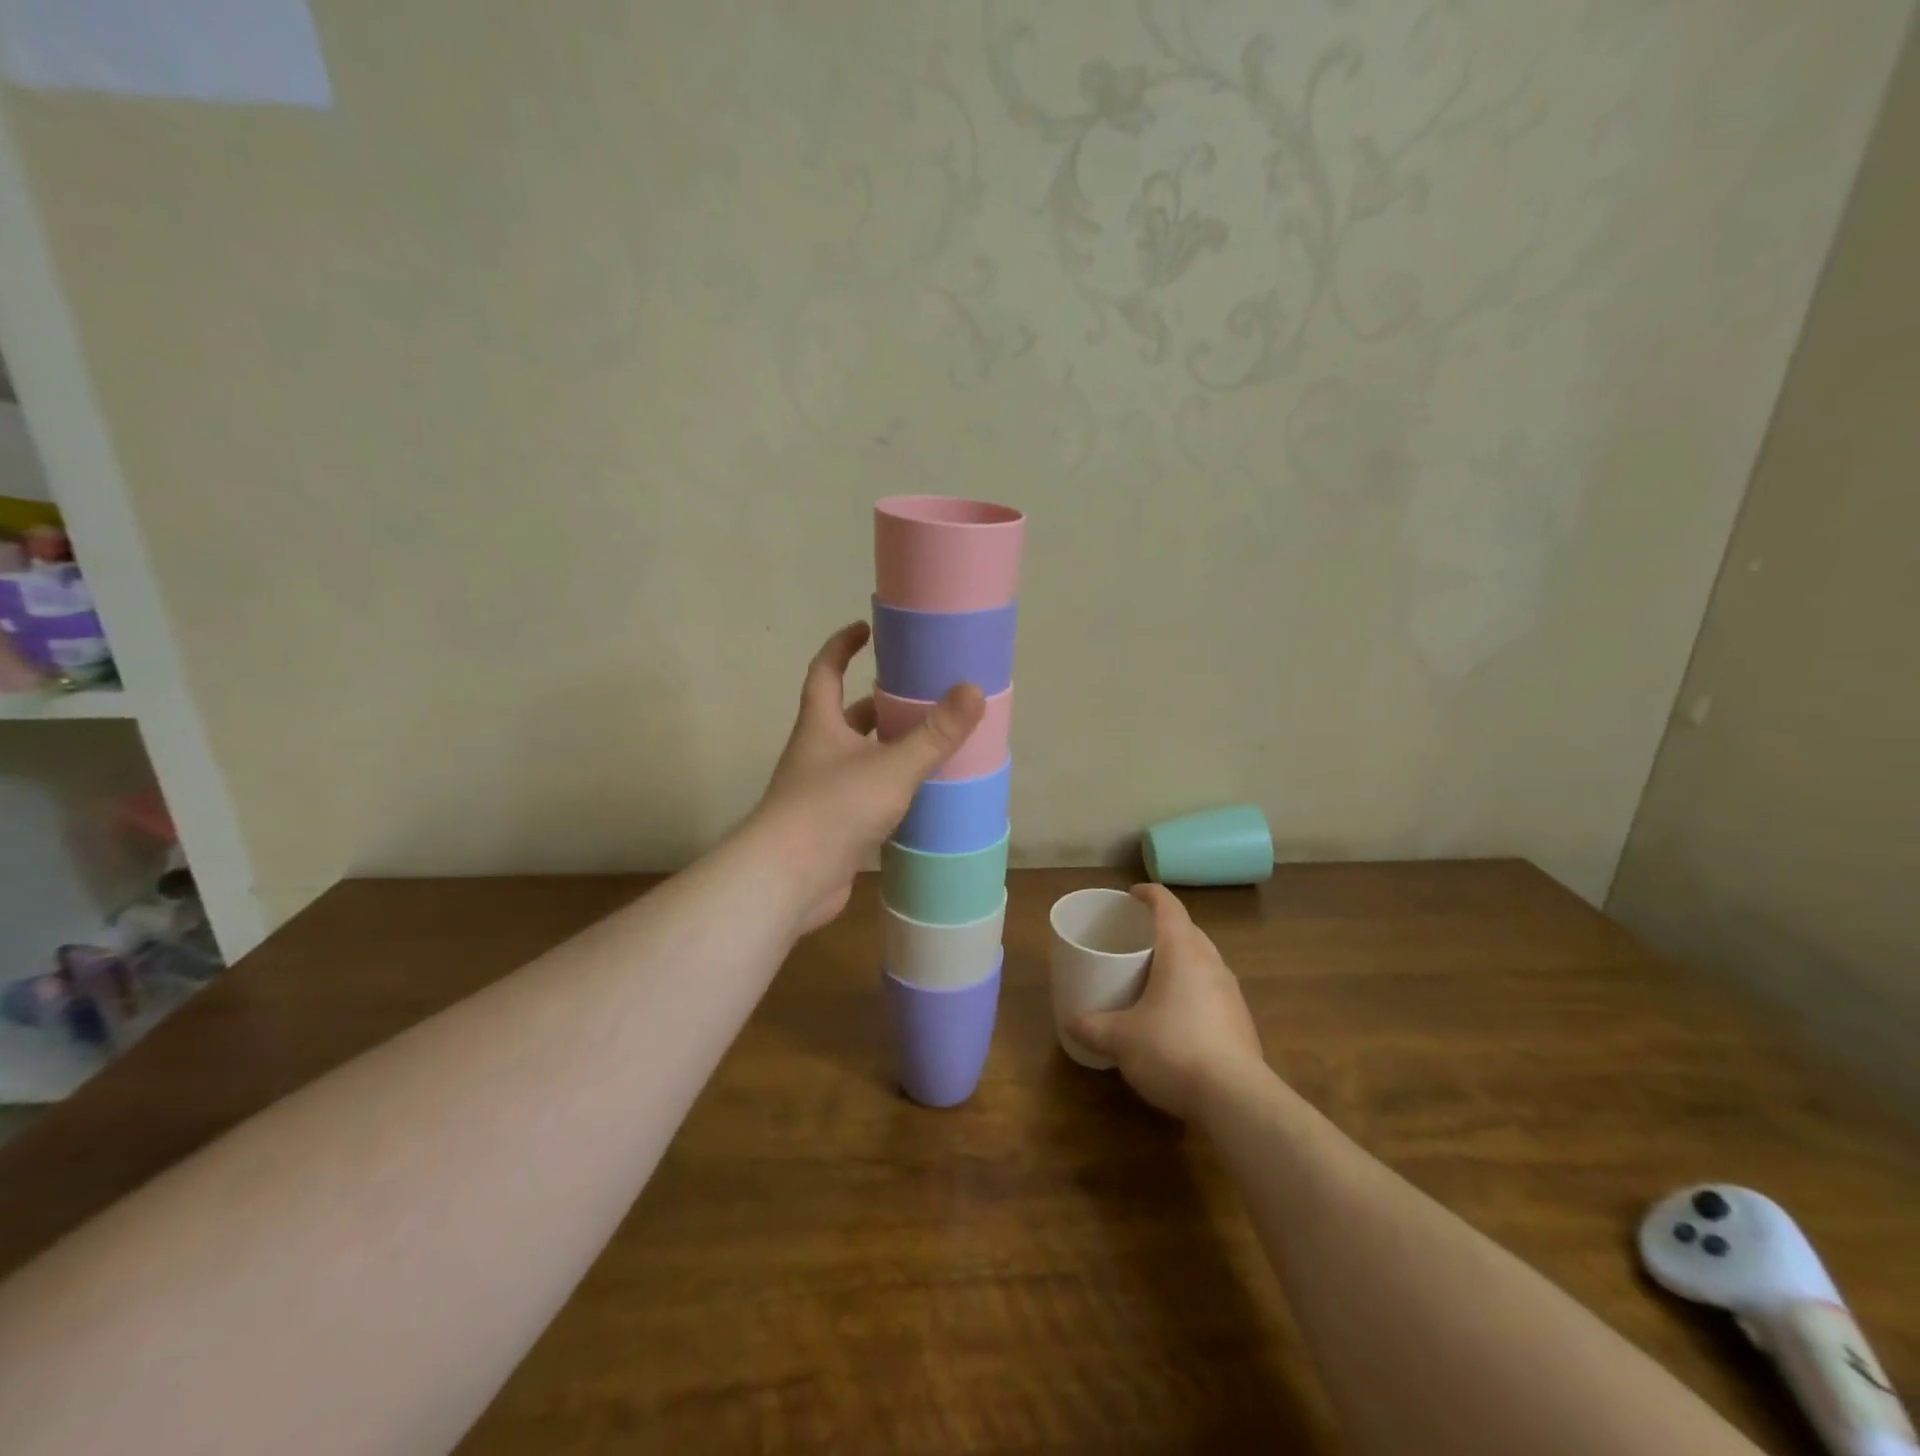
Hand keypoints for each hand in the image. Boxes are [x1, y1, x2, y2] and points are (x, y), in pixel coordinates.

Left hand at [749, 622, 984, 934]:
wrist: (788, 880)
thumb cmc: (833, 809)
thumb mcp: (891, 767)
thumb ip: (934, 734)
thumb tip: (973, 690)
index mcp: (821, 726)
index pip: (825, 671)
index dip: (842, 646)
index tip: (866, 629)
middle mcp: (817, 754)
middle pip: (846, 717)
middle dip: (878, 703)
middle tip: (919, 695)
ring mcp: (821, 792)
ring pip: (858, 759)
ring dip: (887, 749)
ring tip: (930, 744)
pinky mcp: (831, 827)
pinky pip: (864, 796)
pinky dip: (889, 790)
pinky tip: (919, 797)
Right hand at [1070, 885, 1264, 1119]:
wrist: (1236, 1100)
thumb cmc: (1172, 1050)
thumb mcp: (1120, 1039)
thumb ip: (1092, 1026)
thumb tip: (1069, 1021)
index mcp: (1182, 951)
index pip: (1168, 906)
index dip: (1149, 894)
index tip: (1132, 894)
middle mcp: (1211, 963)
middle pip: (1188, 930)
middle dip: (1163, 928)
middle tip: (1136, 938)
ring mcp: (1231, 992)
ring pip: (1203, 960)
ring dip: (1181, 959)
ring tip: (1154, 974)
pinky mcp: (1241, 1021)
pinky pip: (1212, 989)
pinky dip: (1193, 988)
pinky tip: (1176, 1015)